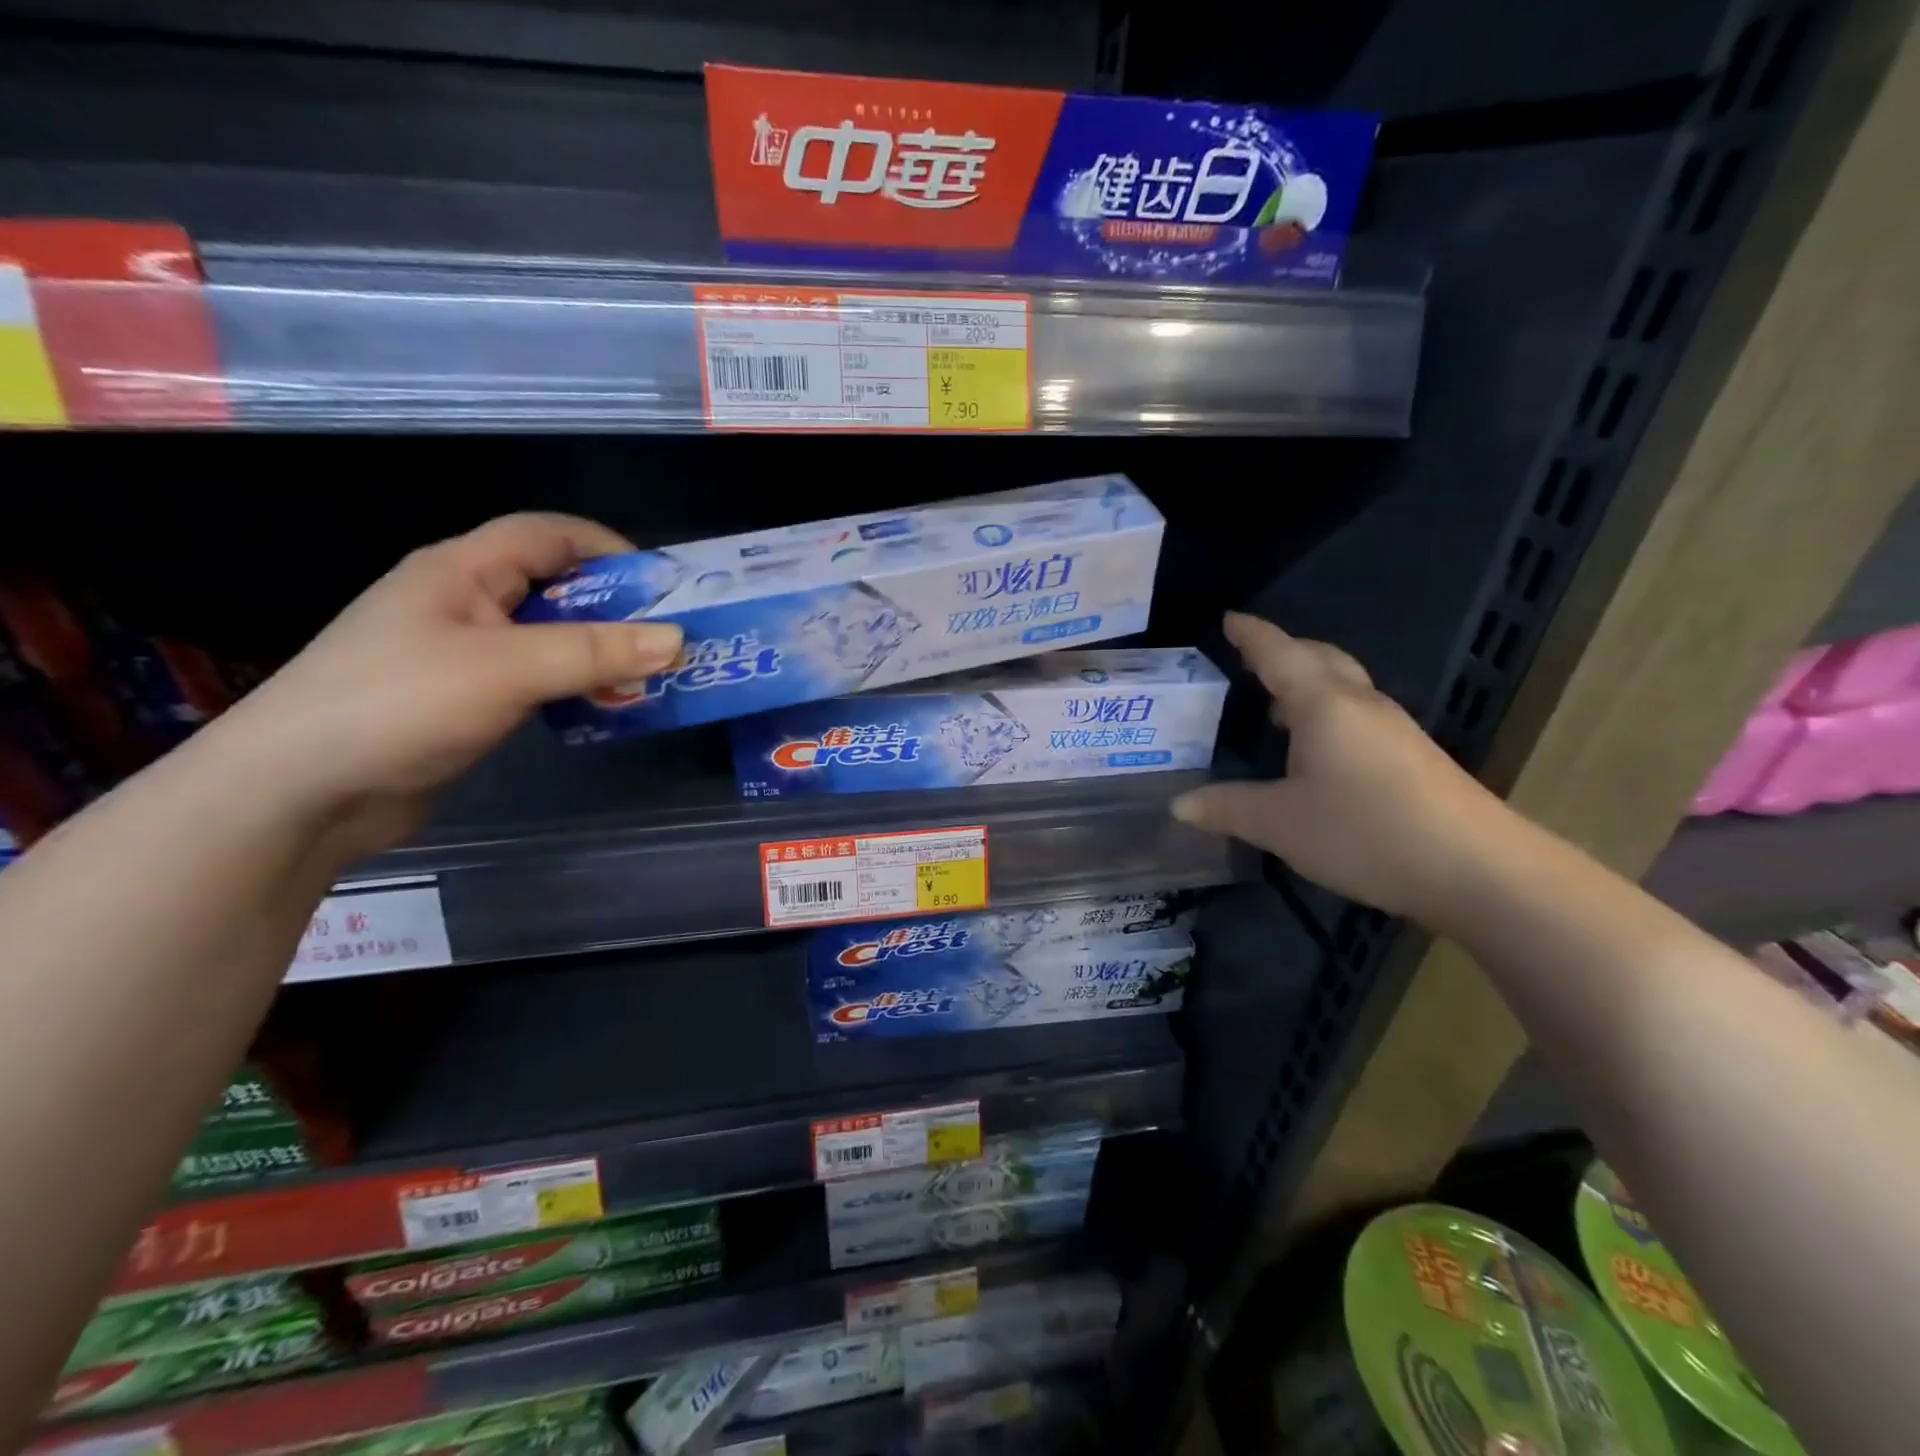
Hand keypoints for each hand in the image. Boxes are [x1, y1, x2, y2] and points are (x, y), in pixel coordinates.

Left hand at [208, 513, 682, 857]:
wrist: (300, 792)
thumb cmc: (400, 705)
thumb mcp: (507, 669)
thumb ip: (594, 651)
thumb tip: (676, 639)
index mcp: (462, 570)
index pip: (548, 534)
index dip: (608, 547)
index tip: (664, 585)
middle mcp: (464, 602)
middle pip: (554, 586)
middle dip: (616, 608)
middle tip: (670, 639)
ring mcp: (462, 654)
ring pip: (548, 637)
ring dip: (599, 652)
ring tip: (650, 677)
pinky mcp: (466, 700)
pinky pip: (536, 679)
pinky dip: (575, 686)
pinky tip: (603, 708)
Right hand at [1172, 612, 1514, 926]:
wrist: (1479, 869)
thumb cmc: (1365, 830)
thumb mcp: (1279, 823)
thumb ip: (1226, 808)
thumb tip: (1178, 805)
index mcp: (1323, 705)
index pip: (1279, 654)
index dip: (1252, 636)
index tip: (1230, 619)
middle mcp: (1361, 705)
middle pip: (1320, 660)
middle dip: (1285, 652)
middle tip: (1251, 658)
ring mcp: (1394, 731)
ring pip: (1344, 688)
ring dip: (1308, 685)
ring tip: (1276, 706)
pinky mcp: (1413, 758)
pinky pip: (1358, 716)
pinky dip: (1327, 715)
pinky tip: (1317, 751)